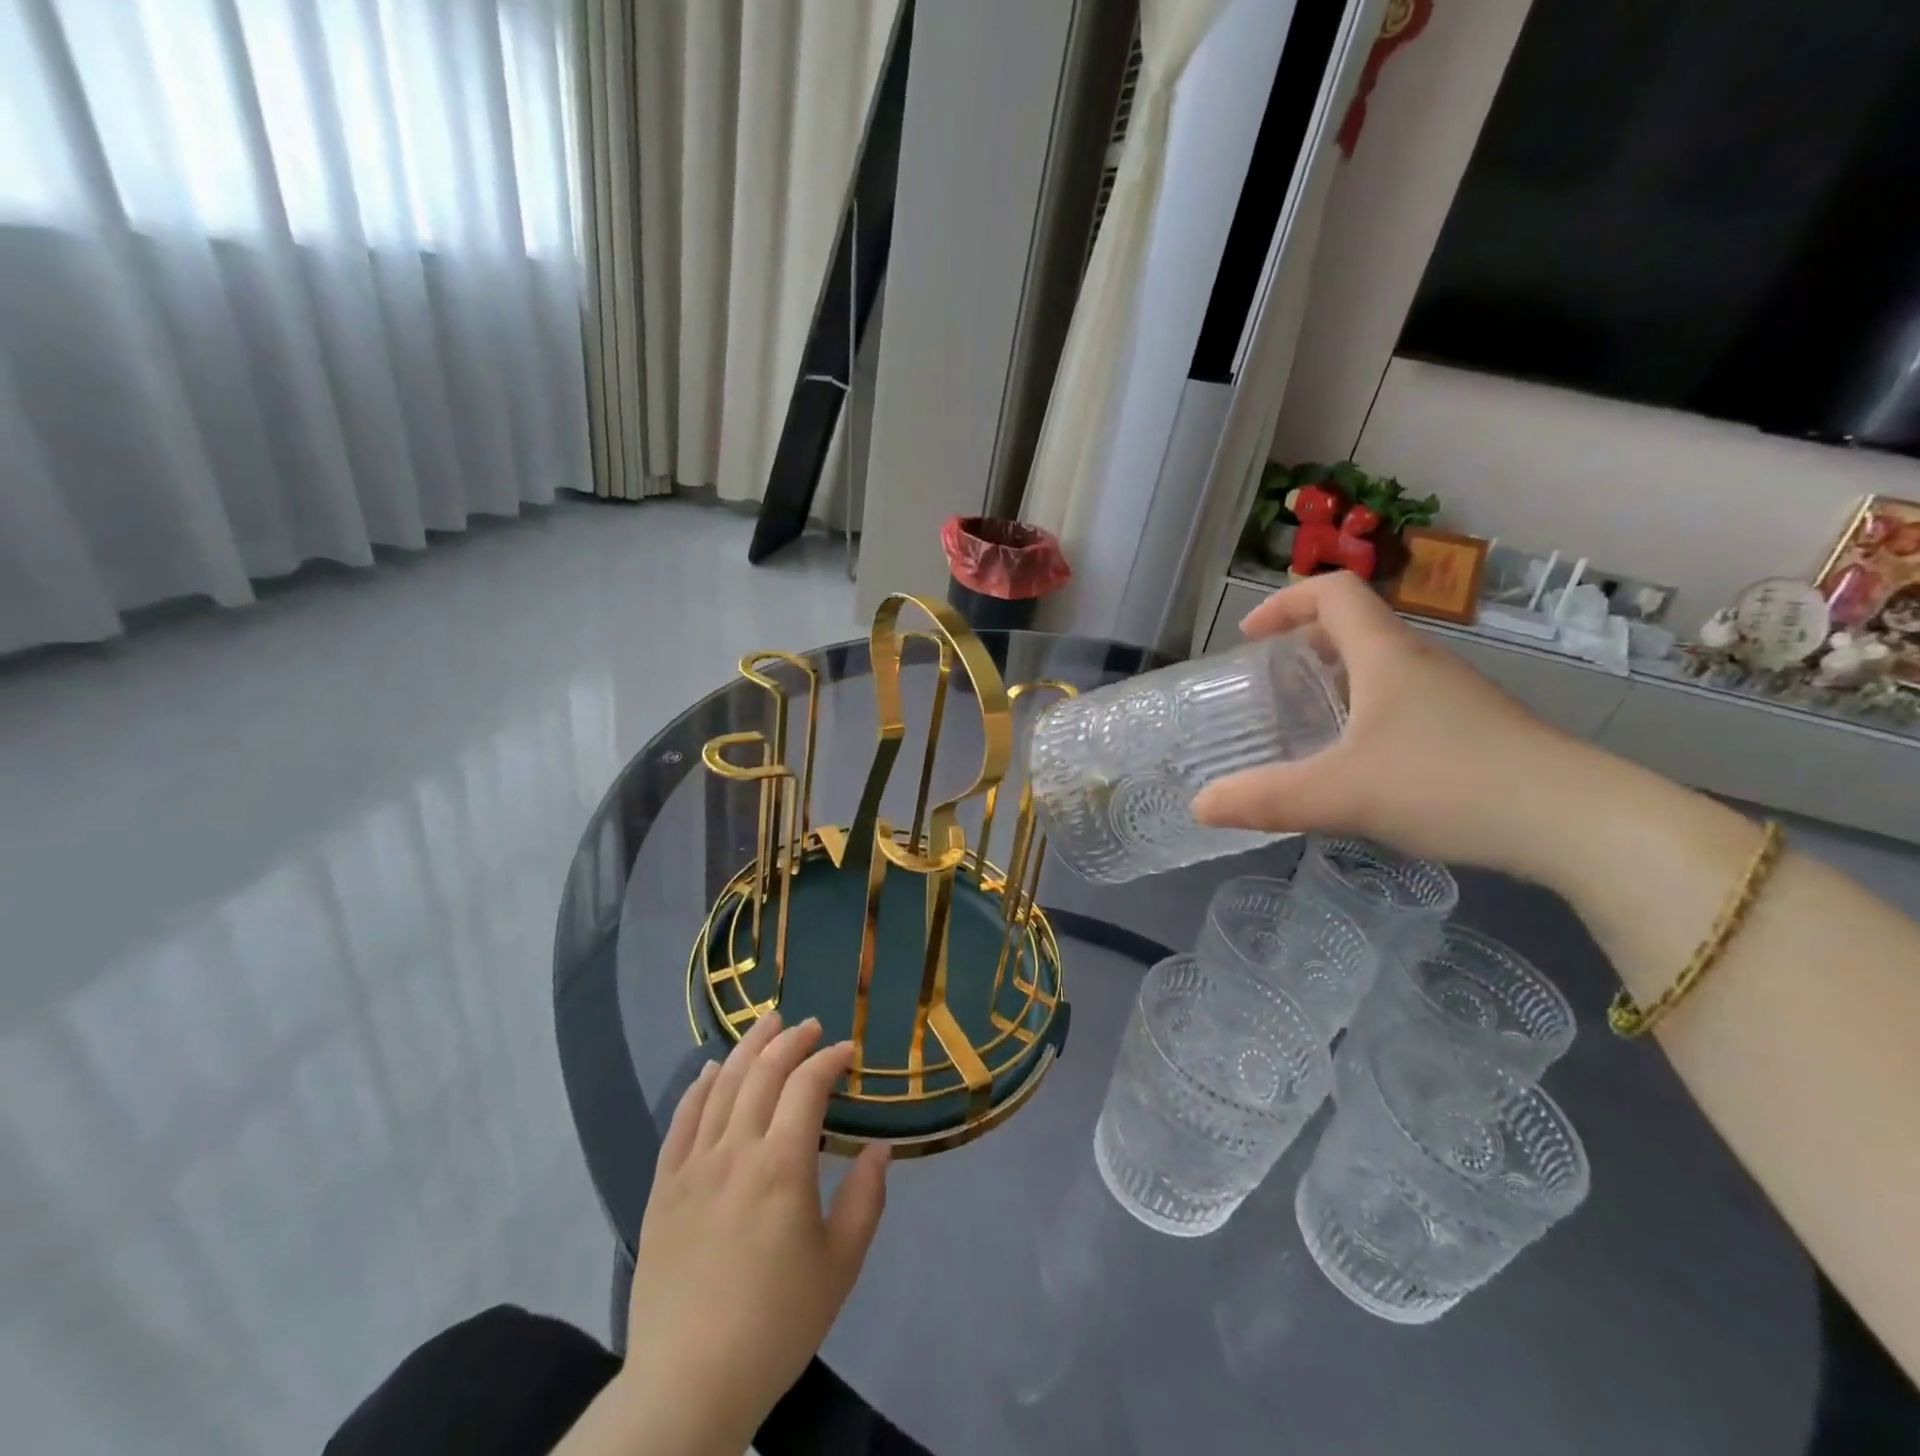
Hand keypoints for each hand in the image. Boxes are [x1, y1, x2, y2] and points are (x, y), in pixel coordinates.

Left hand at [609, 1014, 889, 1455]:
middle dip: (790, 1040)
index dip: (829, 1060)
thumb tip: (881, 1148)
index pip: (807, 1087)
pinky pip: (681, 1121)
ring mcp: (693, 1166)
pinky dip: (698, 1087)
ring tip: (768, 1023)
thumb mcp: (840, 1265)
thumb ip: (865, 1199)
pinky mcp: (662, 1187)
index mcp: (782, 1166)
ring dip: (747, 1047)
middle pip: (762, 1073)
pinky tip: (711, 1069)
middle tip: (811, 1025)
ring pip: (721, 1086)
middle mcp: (735, 1151)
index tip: (848, 1051)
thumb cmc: (776, 1324)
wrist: (688, 1384)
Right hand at [1191, 572, 1598, 876]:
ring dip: (1336, 684)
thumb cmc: (1449, 784)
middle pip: (1356, 629)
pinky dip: (1368, 716)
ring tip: (1304, 728)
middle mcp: (1422, 663)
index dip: (1284, 602)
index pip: (1332, 593)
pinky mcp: (1477, 731)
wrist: (1579, 823)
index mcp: (1387, 655)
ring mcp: (1455, 697)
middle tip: (1269, 687)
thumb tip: (1200, 806)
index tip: (1249, 637)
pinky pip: (1406, 704)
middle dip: (1303, 648)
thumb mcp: (1341, 794)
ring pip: (1382, 670)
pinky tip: (1360, 767)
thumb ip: (1265, 800)